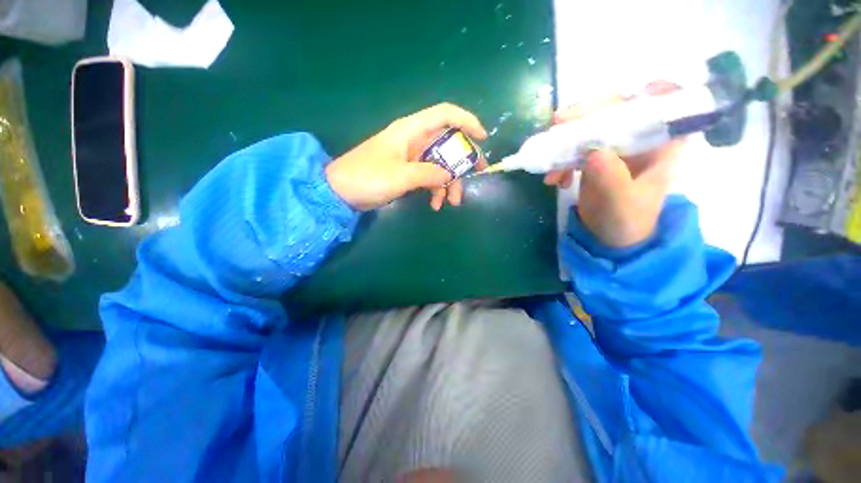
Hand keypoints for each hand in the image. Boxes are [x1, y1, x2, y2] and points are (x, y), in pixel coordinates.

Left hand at [325, 103, 487, 210]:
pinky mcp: (407, 171)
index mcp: (411, 131)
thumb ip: (428, 173)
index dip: (467, 121)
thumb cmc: (367, 177)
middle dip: (462, 161)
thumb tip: (448, 175)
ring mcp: (410, 157)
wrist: (340, 191)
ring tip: (451, 203)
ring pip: (440, 163)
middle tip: (477, 176)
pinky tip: (435, 204)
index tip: (483, 138)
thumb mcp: (401, 176)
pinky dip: (434, 189)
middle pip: (447, 143)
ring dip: (449, 182)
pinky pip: (428, 176)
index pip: (445, 115)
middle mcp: (413, 140)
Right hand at [544, 83, 684, 246]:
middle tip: (558, 123)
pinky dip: (560, 159)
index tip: (626, 97)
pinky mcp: (593, 156)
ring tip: (550, 166)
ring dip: (565, 141)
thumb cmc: (626, 221)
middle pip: (618, 108)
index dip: (651, 91)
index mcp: (662, 144)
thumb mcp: (621, 204)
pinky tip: (553, 179)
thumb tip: (592, 152)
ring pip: (590, 126)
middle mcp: (640, 138)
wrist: (610, 236)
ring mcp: (614, 146)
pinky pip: (574, 147)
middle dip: (587, 114)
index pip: (666, 103)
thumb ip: (611, 179)